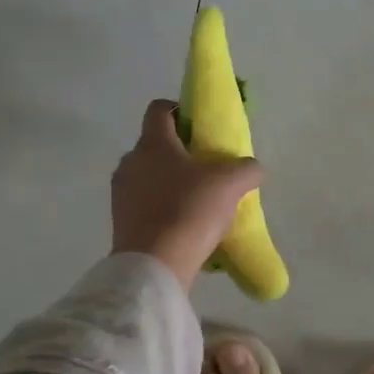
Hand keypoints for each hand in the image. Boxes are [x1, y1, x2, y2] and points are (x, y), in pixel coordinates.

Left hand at [112, 99, 263, 292]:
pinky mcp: (120, 221)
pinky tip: (184, 226)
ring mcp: (121, 193)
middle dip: (180, 154)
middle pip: (155, 146)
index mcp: (153, 143)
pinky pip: (144, 205)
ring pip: (149, 177)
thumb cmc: (189, 210)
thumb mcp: (230, 184)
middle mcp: (130, 162)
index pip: (159, 109)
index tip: (201, 127)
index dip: (180, 111)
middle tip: (207, 170)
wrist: (155, 264)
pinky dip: (162, 209)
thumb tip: (253, 168)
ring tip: (197, 202)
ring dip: (170, 183)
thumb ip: (246, 169)